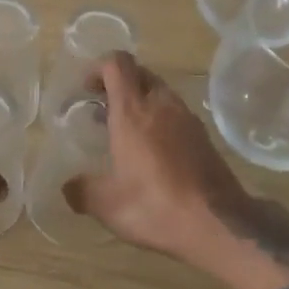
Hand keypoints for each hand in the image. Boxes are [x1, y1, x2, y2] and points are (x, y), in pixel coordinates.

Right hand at [64, 53, 253, 261]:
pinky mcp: (204, 137)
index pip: (117, 64)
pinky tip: (152, 153)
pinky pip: (176, 113)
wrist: (220, 225)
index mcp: (133, 111)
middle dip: (118, 83)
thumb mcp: (107, 205)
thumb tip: (68, 186)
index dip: (99, 67)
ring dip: (140, 102)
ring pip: (160, 92)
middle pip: (140, 73)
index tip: (86, 89)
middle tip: (102, 109)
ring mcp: (187, 119)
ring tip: (125, 133)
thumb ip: (82, 191)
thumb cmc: (156, 206)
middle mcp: (162, 105)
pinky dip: (159, 120)